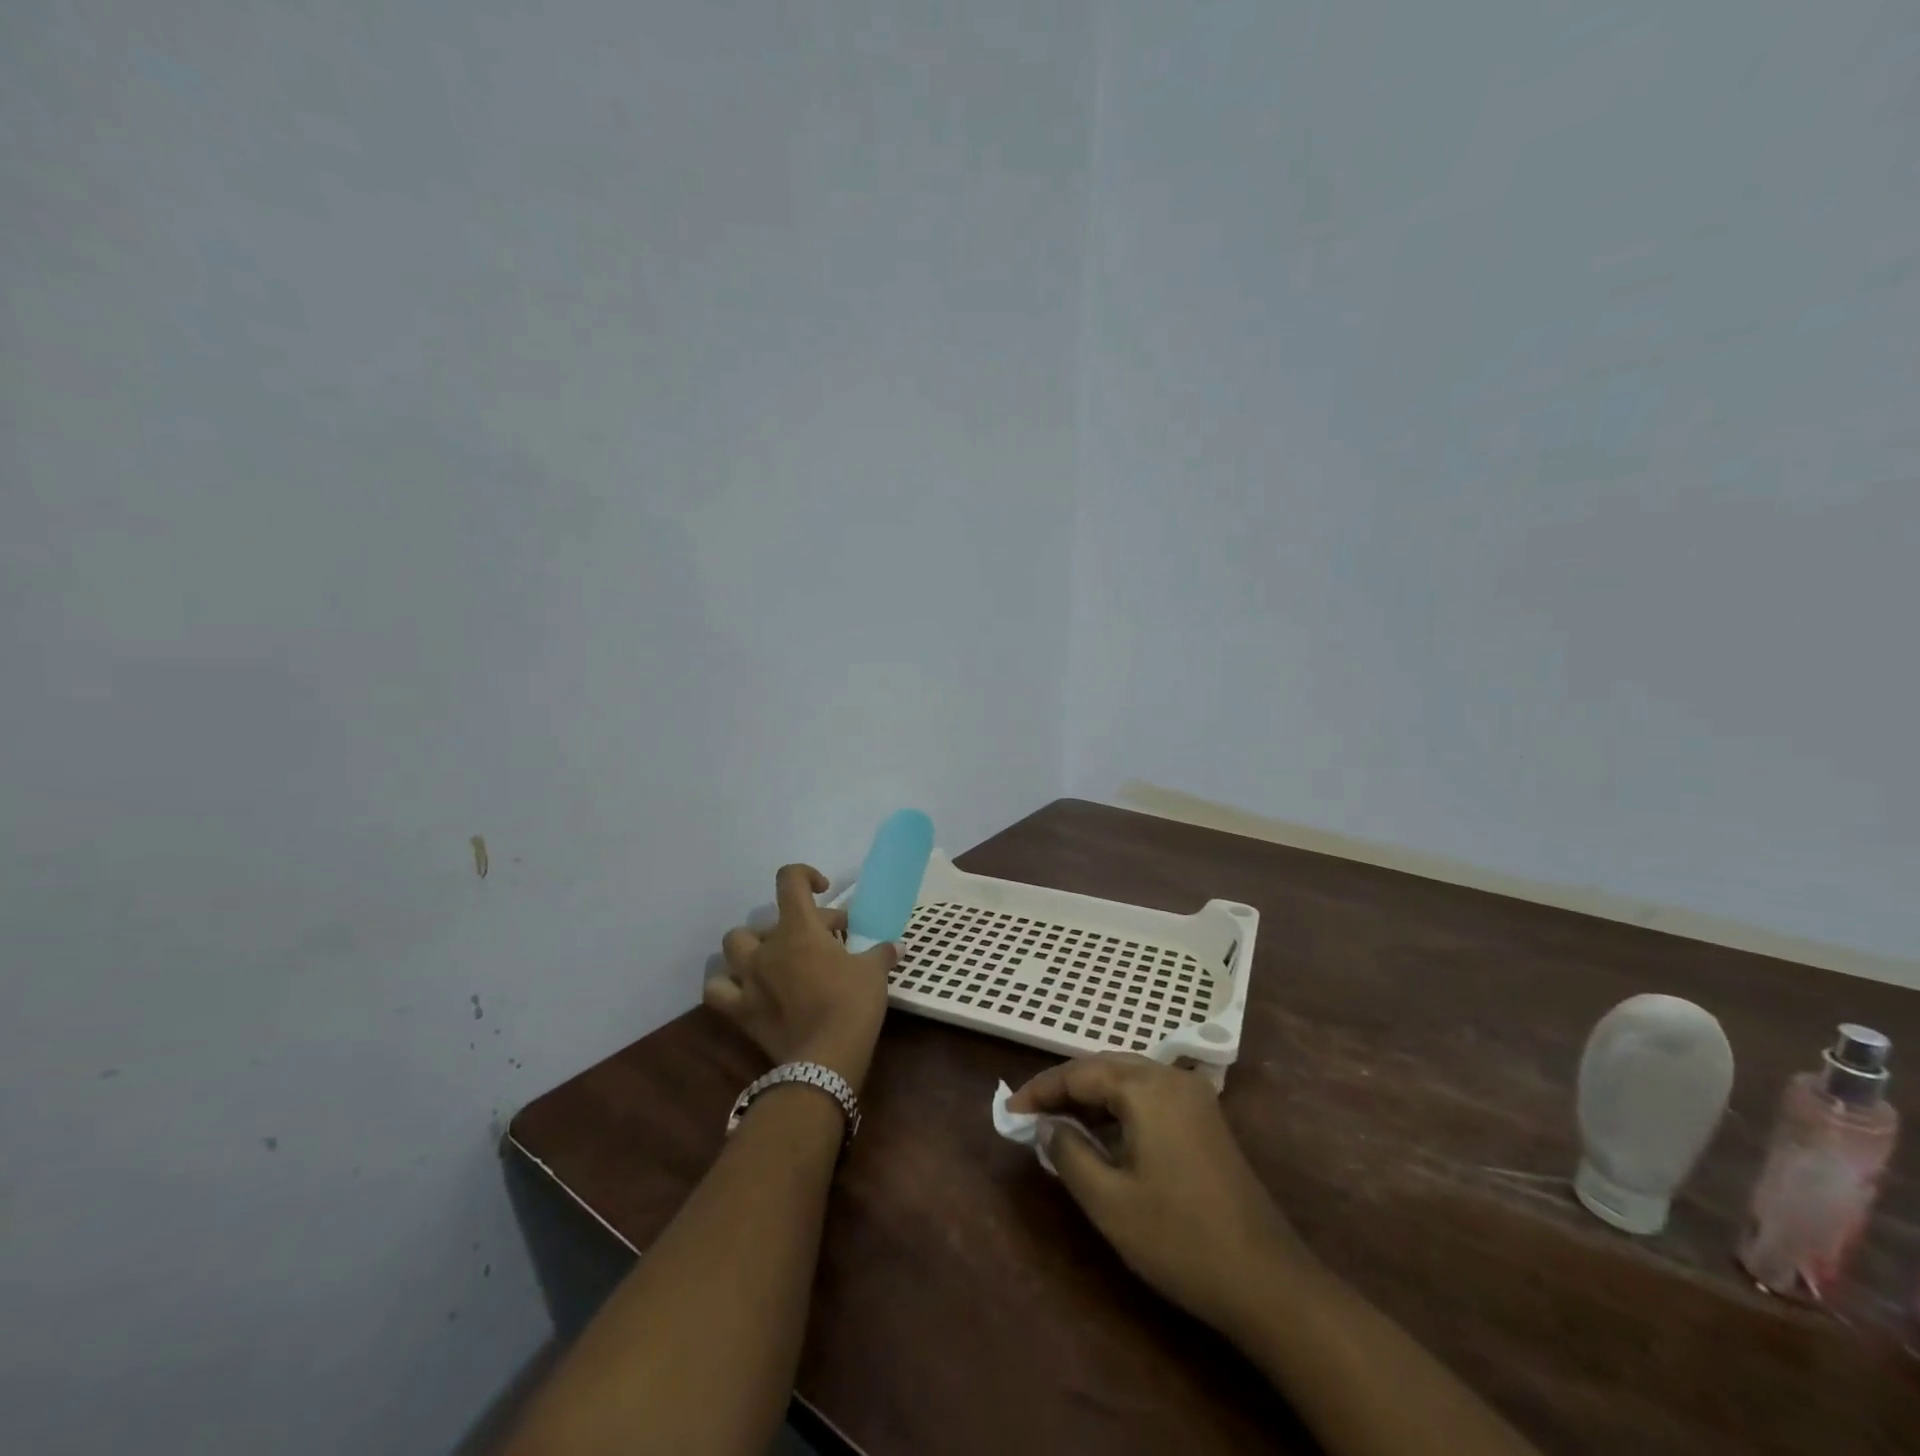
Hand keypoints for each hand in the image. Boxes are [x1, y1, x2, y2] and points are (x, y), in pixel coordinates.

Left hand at [705, 864, 896, 1093]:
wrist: (826, 1059)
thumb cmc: (852, 1003)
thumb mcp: (874, 972)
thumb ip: (881, 953)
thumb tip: (896, 947)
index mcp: (799, 928)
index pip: (790, 880)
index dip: (805, 875)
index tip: (823, 890)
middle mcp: (768, 946)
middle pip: (769, 918)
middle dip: (796, 924)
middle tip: (824, 941)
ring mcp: (749, 978)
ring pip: (734, 944)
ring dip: (753, 945)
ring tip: (775, 957)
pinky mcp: (740, 1009)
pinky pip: (717, 990)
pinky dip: (727, 985)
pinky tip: (745, 989)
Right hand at [1008, 1053, 1302, 1334]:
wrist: (1266, 1280)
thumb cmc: (1179, 1239)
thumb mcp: (1109, 1202)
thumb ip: (1068, 1153)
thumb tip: (1047, 1125)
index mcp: (1147, 1088)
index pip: (1079, 1073)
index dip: (1040, 1090)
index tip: (1009, 1111)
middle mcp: (1171, 1078)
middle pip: (1104, 1067)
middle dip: (1064, 1088)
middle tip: (1030, 1115)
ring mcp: (1193, 1097)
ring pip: (1127, 1078)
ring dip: (1091, 1096)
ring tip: (1058, 1124)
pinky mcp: (1205, 1118)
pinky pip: (1149, 1095)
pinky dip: (1118, 1107)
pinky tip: (1102, 1135)